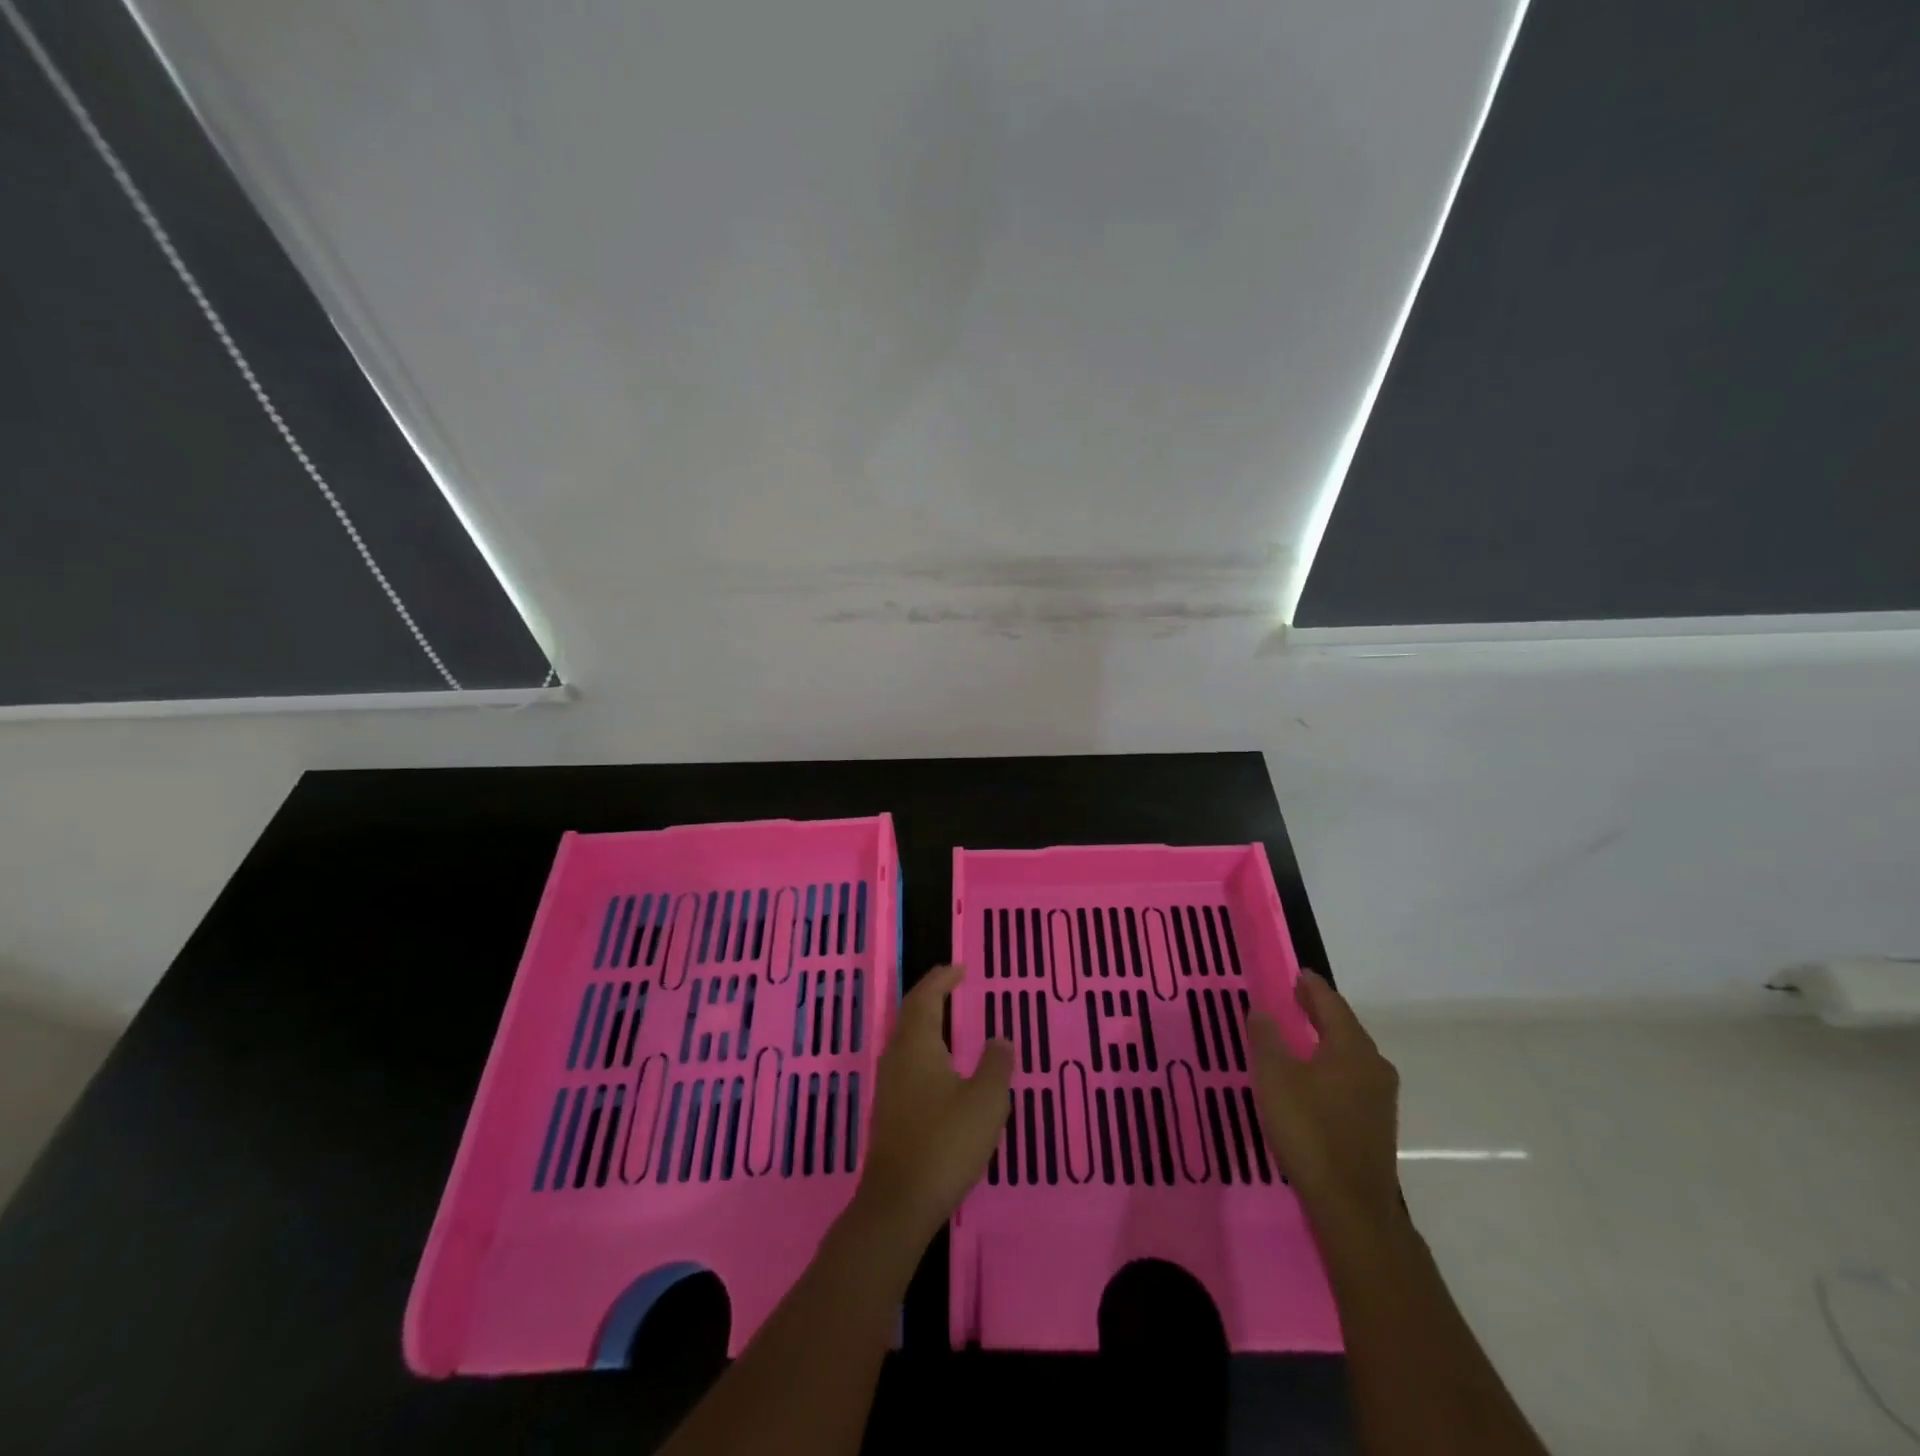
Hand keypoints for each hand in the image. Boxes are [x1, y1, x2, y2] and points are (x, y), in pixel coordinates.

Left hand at [853, 964, 1012, 1247]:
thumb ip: (996, 1065)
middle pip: (910, 1013)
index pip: (925, 997)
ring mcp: (889, 1084)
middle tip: (952, 984)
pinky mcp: (889, 1110)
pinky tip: (939, 1067)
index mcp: (916, 1045)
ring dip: (925, 1022)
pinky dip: (923, 1047)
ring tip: (948, 1018)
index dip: (941, 980)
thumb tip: (1000, 1038)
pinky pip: (906, 1061)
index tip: (958, 968)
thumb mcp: (985, 1102)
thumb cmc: (945, 1143)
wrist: (898, 1203)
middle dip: (930, 995)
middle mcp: (897, 1057)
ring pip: (906, 1038)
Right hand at [1249, 971, 1400, 1225]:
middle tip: (1295, 997)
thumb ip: (1266, 1038)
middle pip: (1345, 1027)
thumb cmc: (1310, 1131)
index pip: (1331, 1004)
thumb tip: (1261, 1010)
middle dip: (1320, 1011)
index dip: (1312, 987)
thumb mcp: (1275, 1077)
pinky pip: (1351, 1077)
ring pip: (1350, 1054)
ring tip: (1300, 1033)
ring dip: (1326, 1039)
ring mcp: (1379, 1098)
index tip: (1298, 973)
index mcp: (1352, 1048)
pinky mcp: (1375, 1123)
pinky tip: (1313, 1074)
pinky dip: (1331, 1064)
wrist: (1351, 1205)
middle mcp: (1373, 1066)